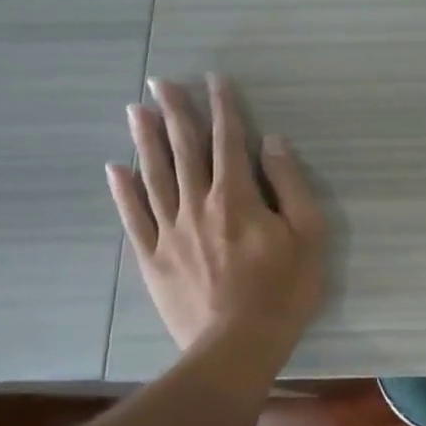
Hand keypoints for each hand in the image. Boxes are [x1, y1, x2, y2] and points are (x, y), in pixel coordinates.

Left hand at [106, 74, 326, 351]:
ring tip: (134, 110)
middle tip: (160, 81)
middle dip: (175, 112)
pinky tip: (116, 169)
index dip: (222, 107)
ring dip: (145, 140)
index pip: (229, 141)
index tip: (213, 79)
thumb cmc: (284, 290)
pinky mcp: (153, 258)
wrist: (237, 346)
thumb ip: (290, 185)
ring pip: (155, 176)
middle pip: (184, 150)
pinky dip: (124, 192)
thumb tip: (272, 143)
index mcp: (238, 197)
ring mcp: (170, 231)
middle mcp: (198, 204)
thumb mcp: (309, 235)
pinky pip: (134, 218)